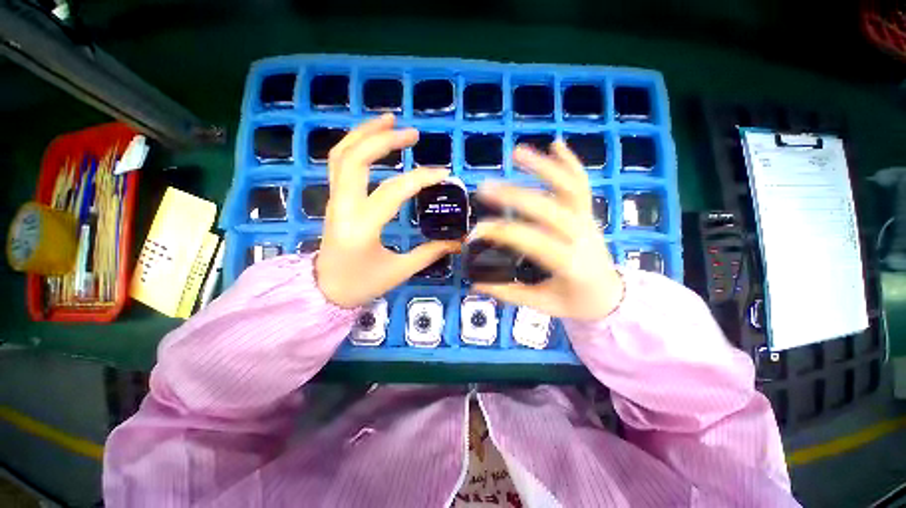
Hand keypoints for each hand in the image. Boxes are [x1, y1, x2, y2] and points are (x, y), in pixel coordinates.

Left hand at [315, 114, 459, 307]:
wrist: (325, 291)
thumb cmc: (362, 284)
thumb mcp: (400, 271)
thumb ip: (430, 252)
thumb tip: (458, 241)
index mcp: (361, 228)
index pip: (393, 192)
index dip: (421, 178)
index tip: (444, 174)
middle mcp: (343, 207)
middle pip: (356, 159)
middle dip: (384, 140)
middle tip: (413, 133)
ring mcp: (334, 200)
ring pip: (341, 155)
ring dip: (365, 133)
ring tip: (390, 120)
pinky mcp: (334, 199)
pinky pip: (339, 163)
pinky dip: (355, 145)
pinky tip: (373, 139)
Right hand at [471, 142, 623, 320]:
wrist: (610, 295)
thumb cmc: (576, 301)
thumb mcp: (541, 304)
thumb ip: (508, 292)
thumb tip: (475, 281)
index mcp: (569, 263)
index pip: (531, 241)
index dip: (501, 234)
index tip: (475, 232)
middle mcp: (580, 236)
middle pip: (548, 208)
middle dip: (514, 195)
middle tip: (484, 189)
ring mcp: (586, 220)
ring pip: (568, 187)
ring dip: (543, 167)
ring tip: (516, 152)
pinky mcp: (587, 213)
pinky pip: (581, 184)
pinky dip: (570, 162)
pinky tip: (555, 144)